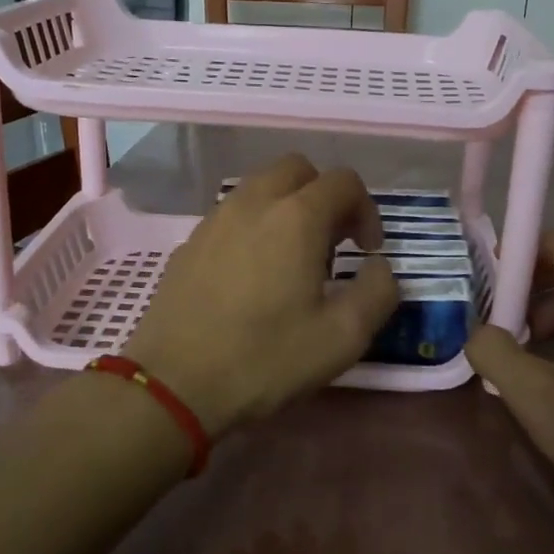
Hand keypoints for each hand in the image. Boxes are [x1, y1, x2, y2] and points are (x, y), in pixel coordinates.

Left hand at [122, 155, 398, 433]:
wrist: (174, 384)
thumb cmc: (265, 359)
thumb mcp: (343, 337)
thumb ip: (378, 292)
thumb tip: (379, 268)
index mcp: (296, 217)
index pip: (343, 181)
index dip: (366, 210)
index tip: (367, 250)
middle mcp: (253, 203)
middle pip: (298, 169)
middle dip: (324, 196)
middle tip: (332, 243)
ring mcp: (215, 219)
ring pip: (260, 187)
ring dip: (287, 207)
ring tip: (292, 259)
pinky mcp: (189, 242)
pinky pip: (232, 214)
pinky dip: (254, 226)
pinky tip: (251, 275)